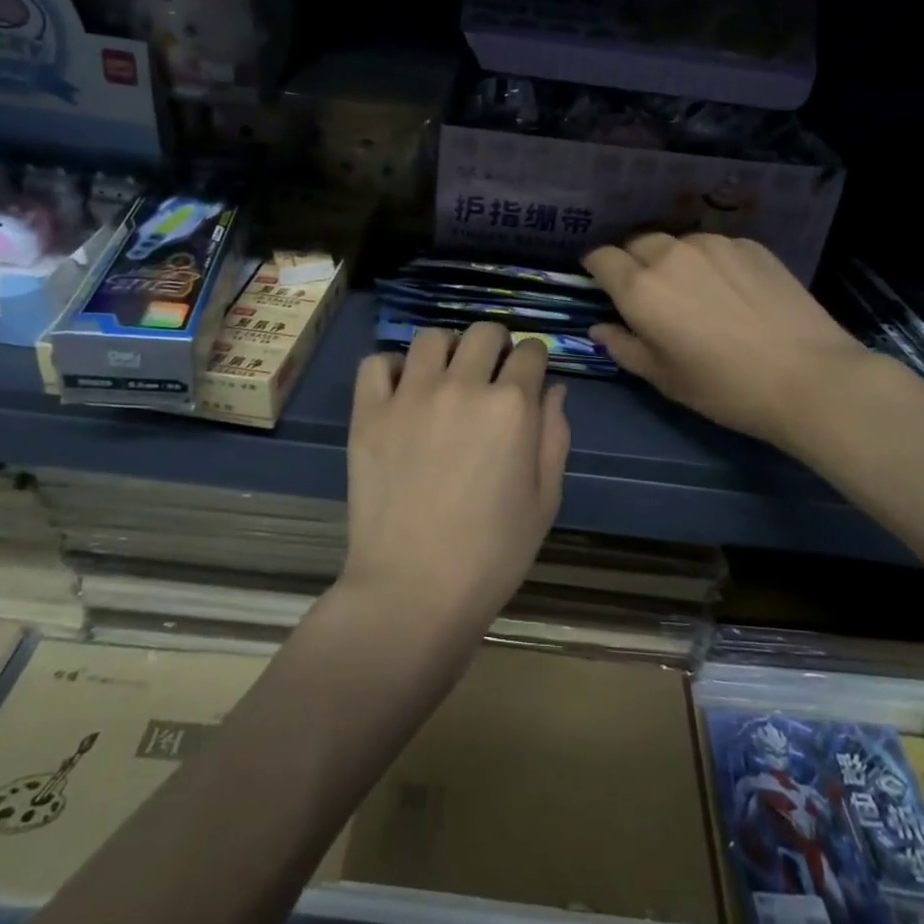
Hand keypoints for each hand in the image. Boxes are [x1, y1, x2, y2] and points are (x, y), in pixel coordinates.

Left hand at [344, 323, 569, 633]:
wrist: (414, 590)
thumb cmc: (492, 554)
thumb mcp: (545, 500)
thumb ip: (555, 436)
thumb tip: (553, 390)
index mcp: (512, 406)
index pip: (530, 351)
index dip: (534, 360)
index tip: (529, 374)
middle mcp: (462, 386)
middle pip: (484, 333)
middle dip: (495, 345)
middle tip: (490, 372)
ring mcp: (410, 395)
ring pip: (431, 338)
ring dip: (447, 350)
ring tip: (445, 377)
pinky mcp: (369, 412)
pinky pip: (376, 363)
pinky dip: (391, 368)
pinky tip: (401, 391)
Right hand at [583, 233, 868, 456]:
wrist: (809, 378)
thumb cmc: (725, 388)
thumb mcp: (664, 378)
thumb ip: (624, 347)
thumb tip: (599, 328)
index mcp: (640, 288)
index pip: (601, 257)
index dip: (596, 268)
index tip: (601, 283)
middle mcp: (671, 254)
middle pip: (637, 242)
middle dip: (632, 261)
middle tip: (648, 292)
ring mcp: (714, 245)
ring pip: (678, 242)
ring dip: (672, 260)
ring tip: (694, 290)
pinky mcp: (750, 245)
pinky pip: (715, 247)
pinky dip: (710, 262)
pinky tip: (731, 290)